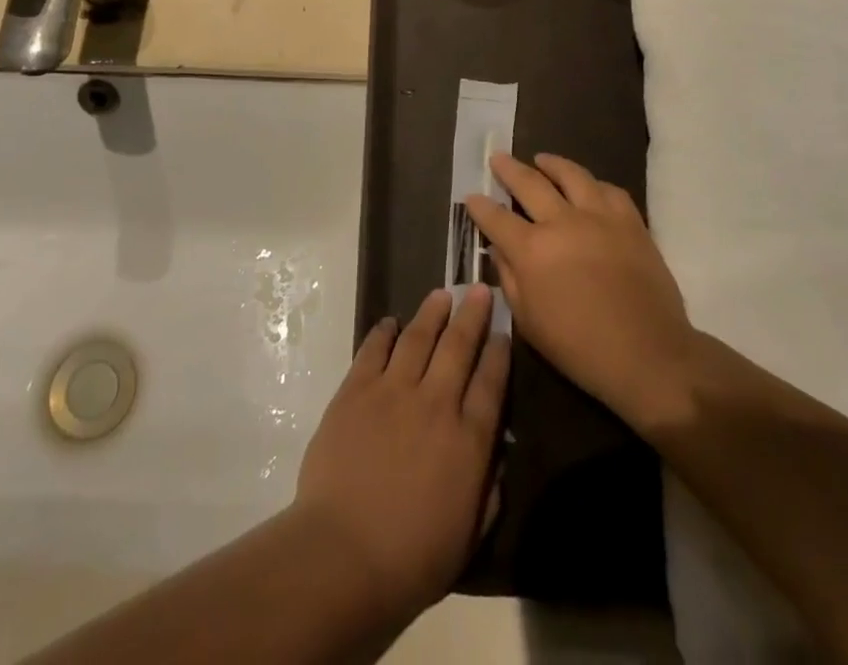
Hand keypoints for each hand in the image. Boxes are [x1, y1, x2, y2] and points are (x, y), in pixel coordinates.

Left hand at [292, 286, 509, 621]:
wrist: (344, 553)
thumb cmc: (412, 559)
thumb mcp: (469, 535)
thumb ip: (489, 490)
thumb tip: (497, 453)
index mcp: (468, 440)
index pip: (491, 382)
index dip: (499, 351)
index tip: (503, 329)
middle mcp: (436, 403)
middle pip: (459, 346)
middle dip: (472, 314)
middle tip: (478, 288)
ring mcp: (393, 391)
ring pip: (418, 338)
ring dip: (432, 312)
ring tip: (441, 294)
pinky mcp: (356, 390)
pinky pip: (374, 349)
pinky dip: (384, 332)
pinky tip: (391, 322)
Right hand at [467, 154, 697, 436]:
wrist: (648, 355)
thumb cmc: (580, 348)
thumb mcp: (529, 322)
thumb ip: (509, 279)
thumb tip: (498, 249)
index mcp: (532, 250)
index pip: (496, 218)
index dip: (480, 206)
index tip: (471, 196)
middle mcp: (562, 222)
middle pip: (529, 183)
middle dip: (508, 169)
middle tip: (497, 157)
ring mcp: (599, 217)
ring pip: (571, 175)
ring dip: (552, 164)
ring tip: (541, 159)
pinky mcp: (630, 221)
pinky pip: (609, 190)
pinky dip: (593, 184)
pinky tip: (588, 185)